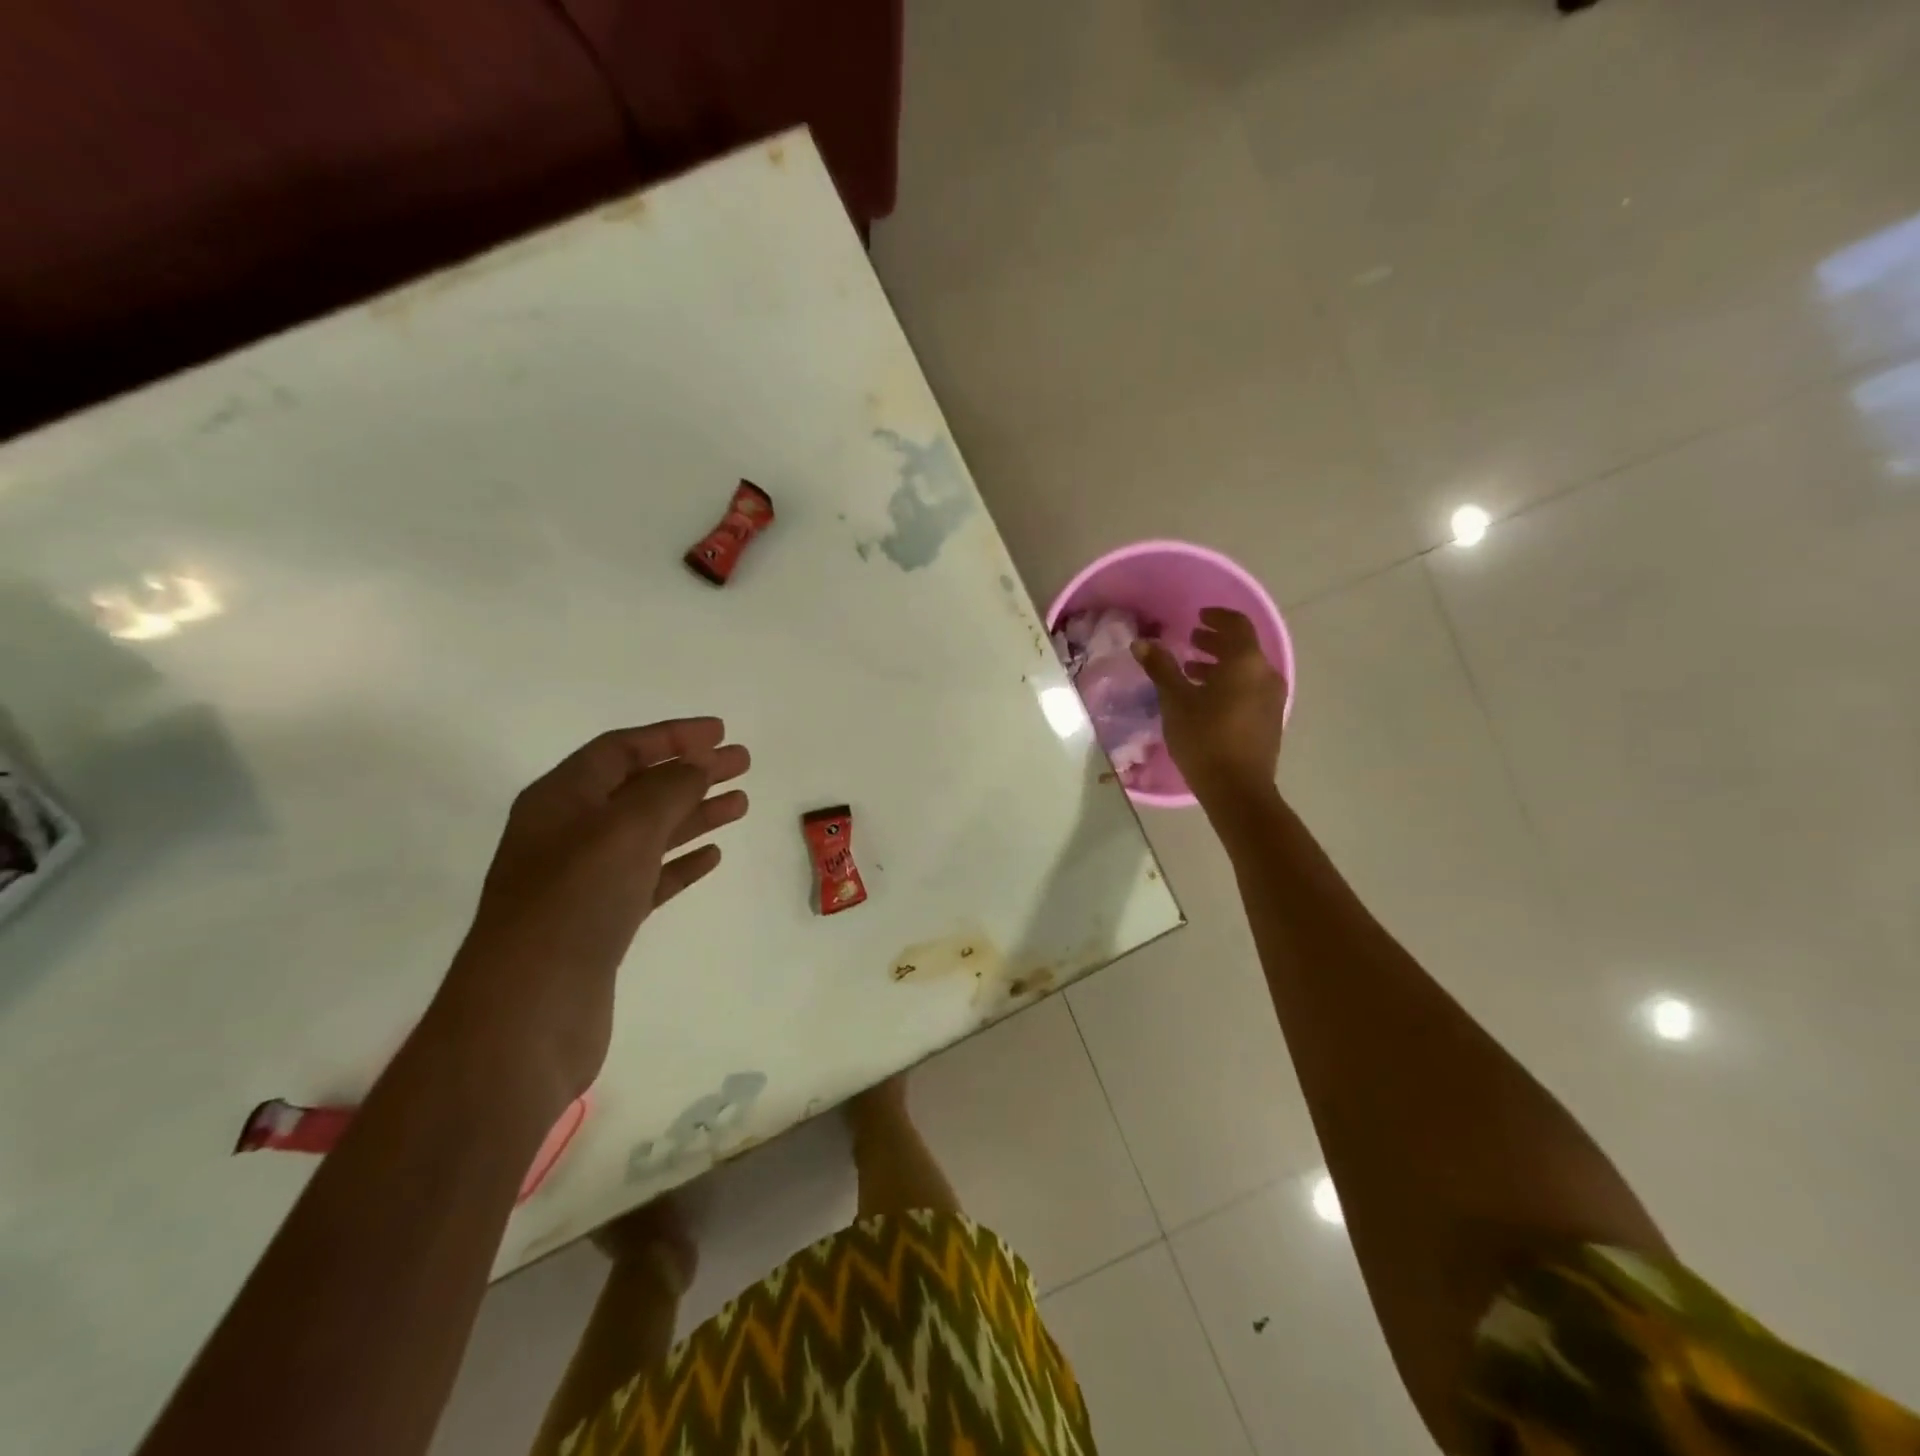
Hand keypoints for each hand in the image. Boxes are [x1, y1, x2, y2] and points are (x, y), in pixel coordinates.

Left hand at [433, 719, 749, 1103]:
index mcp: (561, 800)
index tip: (720, 732)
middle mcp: (569, 834)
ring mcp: (584, 881)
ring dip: (694, 813)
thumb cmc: (573, 905)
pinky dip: (681, 862)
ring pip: (649, 832)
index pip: (621, 749)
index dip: (672, 735)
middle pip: (640, 787)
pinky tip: (712, 855)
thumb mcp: (623, 830)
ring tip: (741, 802)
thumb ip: (666, 789)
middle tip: (742, 762)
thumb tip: (696, 765)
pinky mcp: (601, 922)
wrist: (527, 1014)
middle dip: (691, 771)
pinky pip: (649, 877)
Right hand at [1134, 607, 1286, 806]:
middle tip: (1191, 639)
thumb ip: (1161, 668)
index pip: (1237, 625)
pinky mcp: (1269, 720)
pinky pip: (1249, 689)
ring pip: (1246, 670)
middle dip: (1216, 641)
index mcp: (1246, 662)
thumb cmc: (1204, 738)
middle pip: (1242, 647)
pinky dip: (1229, 684)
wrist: (1237, 789)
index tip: (1199, 616)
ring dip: (1220, 665)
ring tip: (1192, 669)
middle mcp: (1265, 674)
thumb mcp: (1175, 701)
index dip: (1217, 617)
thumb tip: (1141, 642)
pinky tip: (1205, 698)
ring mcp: (1271, 699)